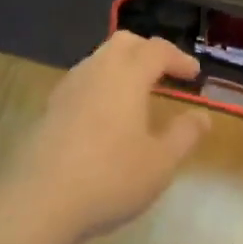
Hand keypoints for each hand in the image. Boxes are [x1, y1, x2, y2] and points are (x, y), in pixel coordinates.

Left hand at [0, 33, 209, 243]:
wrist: (40, 200)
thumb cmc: (110, 178)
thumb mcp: (160, 163)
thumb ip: (184, 135)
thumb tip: (201, 116)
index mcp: (126, 76)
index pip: (156, 50)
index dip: (178, 58)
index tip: (194, 75)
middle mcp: (95, 71)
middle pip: (123, 43)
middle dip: (147, 51)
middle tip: (166, 72)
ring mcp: (67, 88)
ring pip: (99, 60)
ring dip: (122, 67)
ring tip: (138, 94)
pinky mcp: (50, 108)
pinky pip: (83, 81)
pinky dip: (102, 85)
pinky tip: (107, 115)